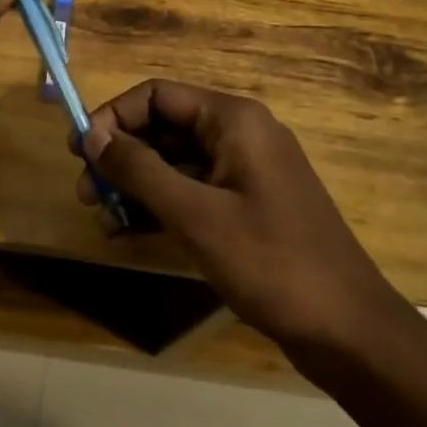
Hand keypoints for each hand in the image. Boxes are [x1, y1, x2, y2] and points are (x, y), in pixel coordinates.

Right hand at [77, 80, 416, 354]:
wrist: (347, 330)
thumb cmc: (271, 262)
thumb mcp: (196, 215)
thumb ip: (140, 170)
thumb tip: (91, 135)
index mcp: (233, 120)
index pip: (157, 95)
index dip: (113, 117)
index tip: (79, 151)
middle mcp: (239, 135)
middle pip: (164, 127)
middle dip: (121, 156)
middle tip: (84, 193)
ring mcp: (245, 172)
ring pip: (175, 162)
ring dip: (135, 186)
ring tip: (101, 219)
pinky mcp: (246, 206)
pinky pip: (192, 192)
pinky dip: (160, 207)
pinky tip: (127, 233)